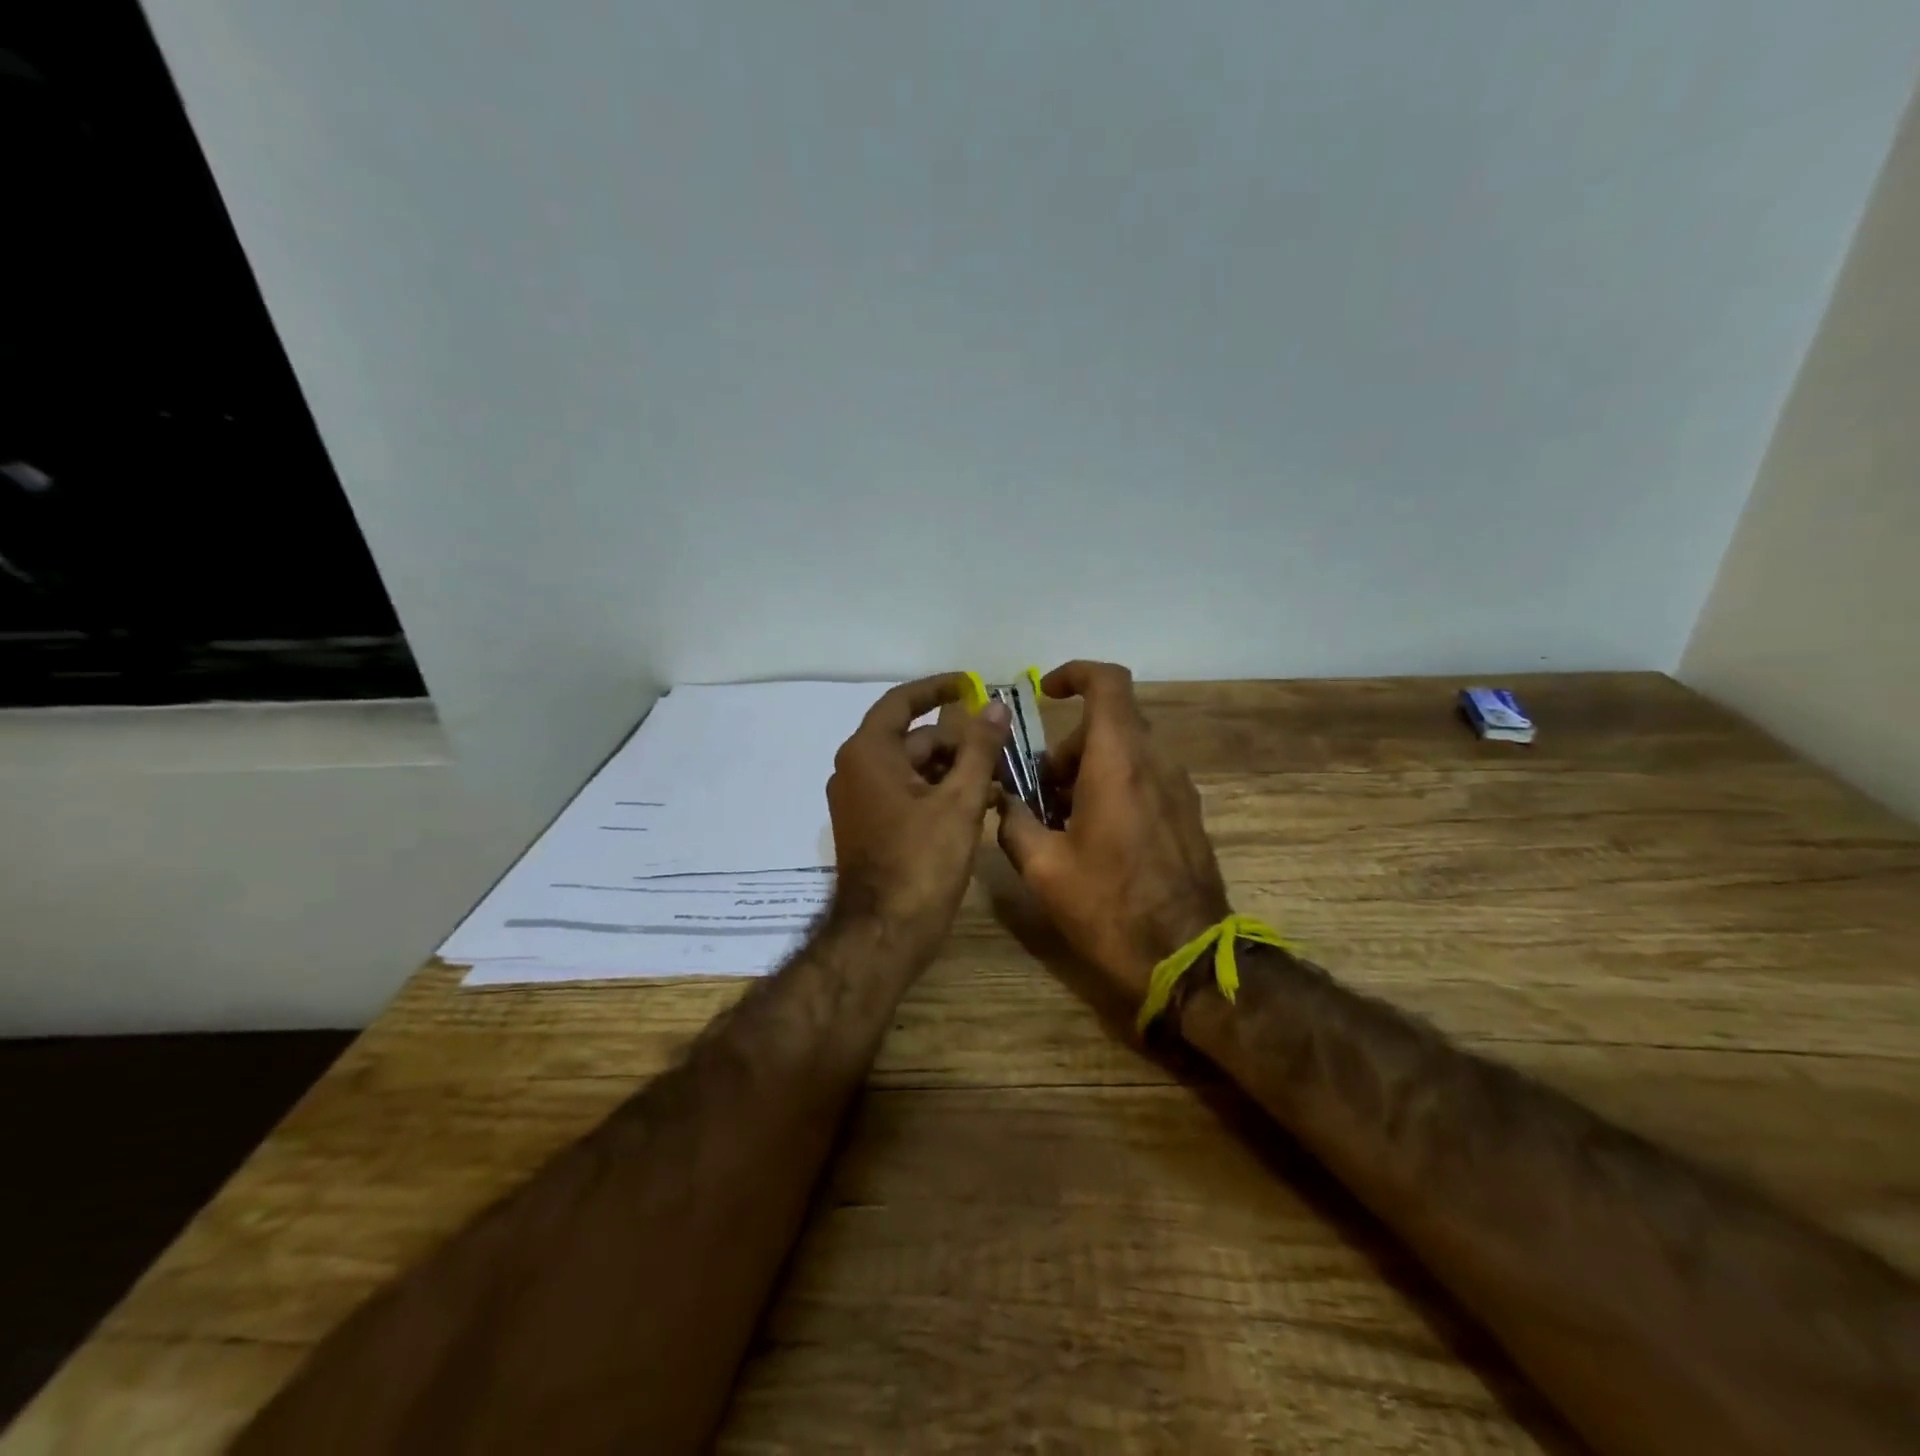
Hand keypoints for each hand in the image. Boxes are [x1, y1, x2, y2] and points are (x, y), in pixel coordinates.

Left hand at [827, 674, 1011, 953]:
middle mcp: (855, 769)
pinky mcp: (869, 827)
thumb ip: (979, 749)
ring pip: (913, 769)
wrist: (884, 934)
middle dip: (958, 741)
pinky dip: (938, 792)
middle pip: (913, 739)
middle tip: (1002, 747)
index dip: (938, 689)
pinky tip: (978, 804)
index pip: (902, 702)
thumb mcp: (959, 800)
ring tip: (998, 779)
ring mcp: (859, 801)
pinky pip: (906, 794)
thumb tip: (995, 707)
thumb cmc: (921, 861)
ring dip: (953, 769)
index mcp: (868, 753)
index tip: (971, 684)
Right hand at [996, 661, 1229, 1005]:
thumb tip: (1002, 802)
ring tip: (1062, 821)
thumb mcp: (1043, 868)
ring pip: (1127, 752)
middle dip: (1067, 746)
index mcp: (1118, 761)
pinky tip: (1095, 838)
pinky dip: (1114, 787)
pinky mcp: (1186, 815)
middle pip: (1109, 723)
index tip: (1046, 693)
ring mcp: (1177, 789)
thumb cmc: (1109, 906)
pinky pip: (1145, 778)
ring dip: (1089, 770)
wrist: (1187, 957)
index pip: (1107, 683)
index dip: (1075, 674)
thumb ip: (1014, 823)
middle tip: (1039, 792)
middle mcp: (1155, 762)